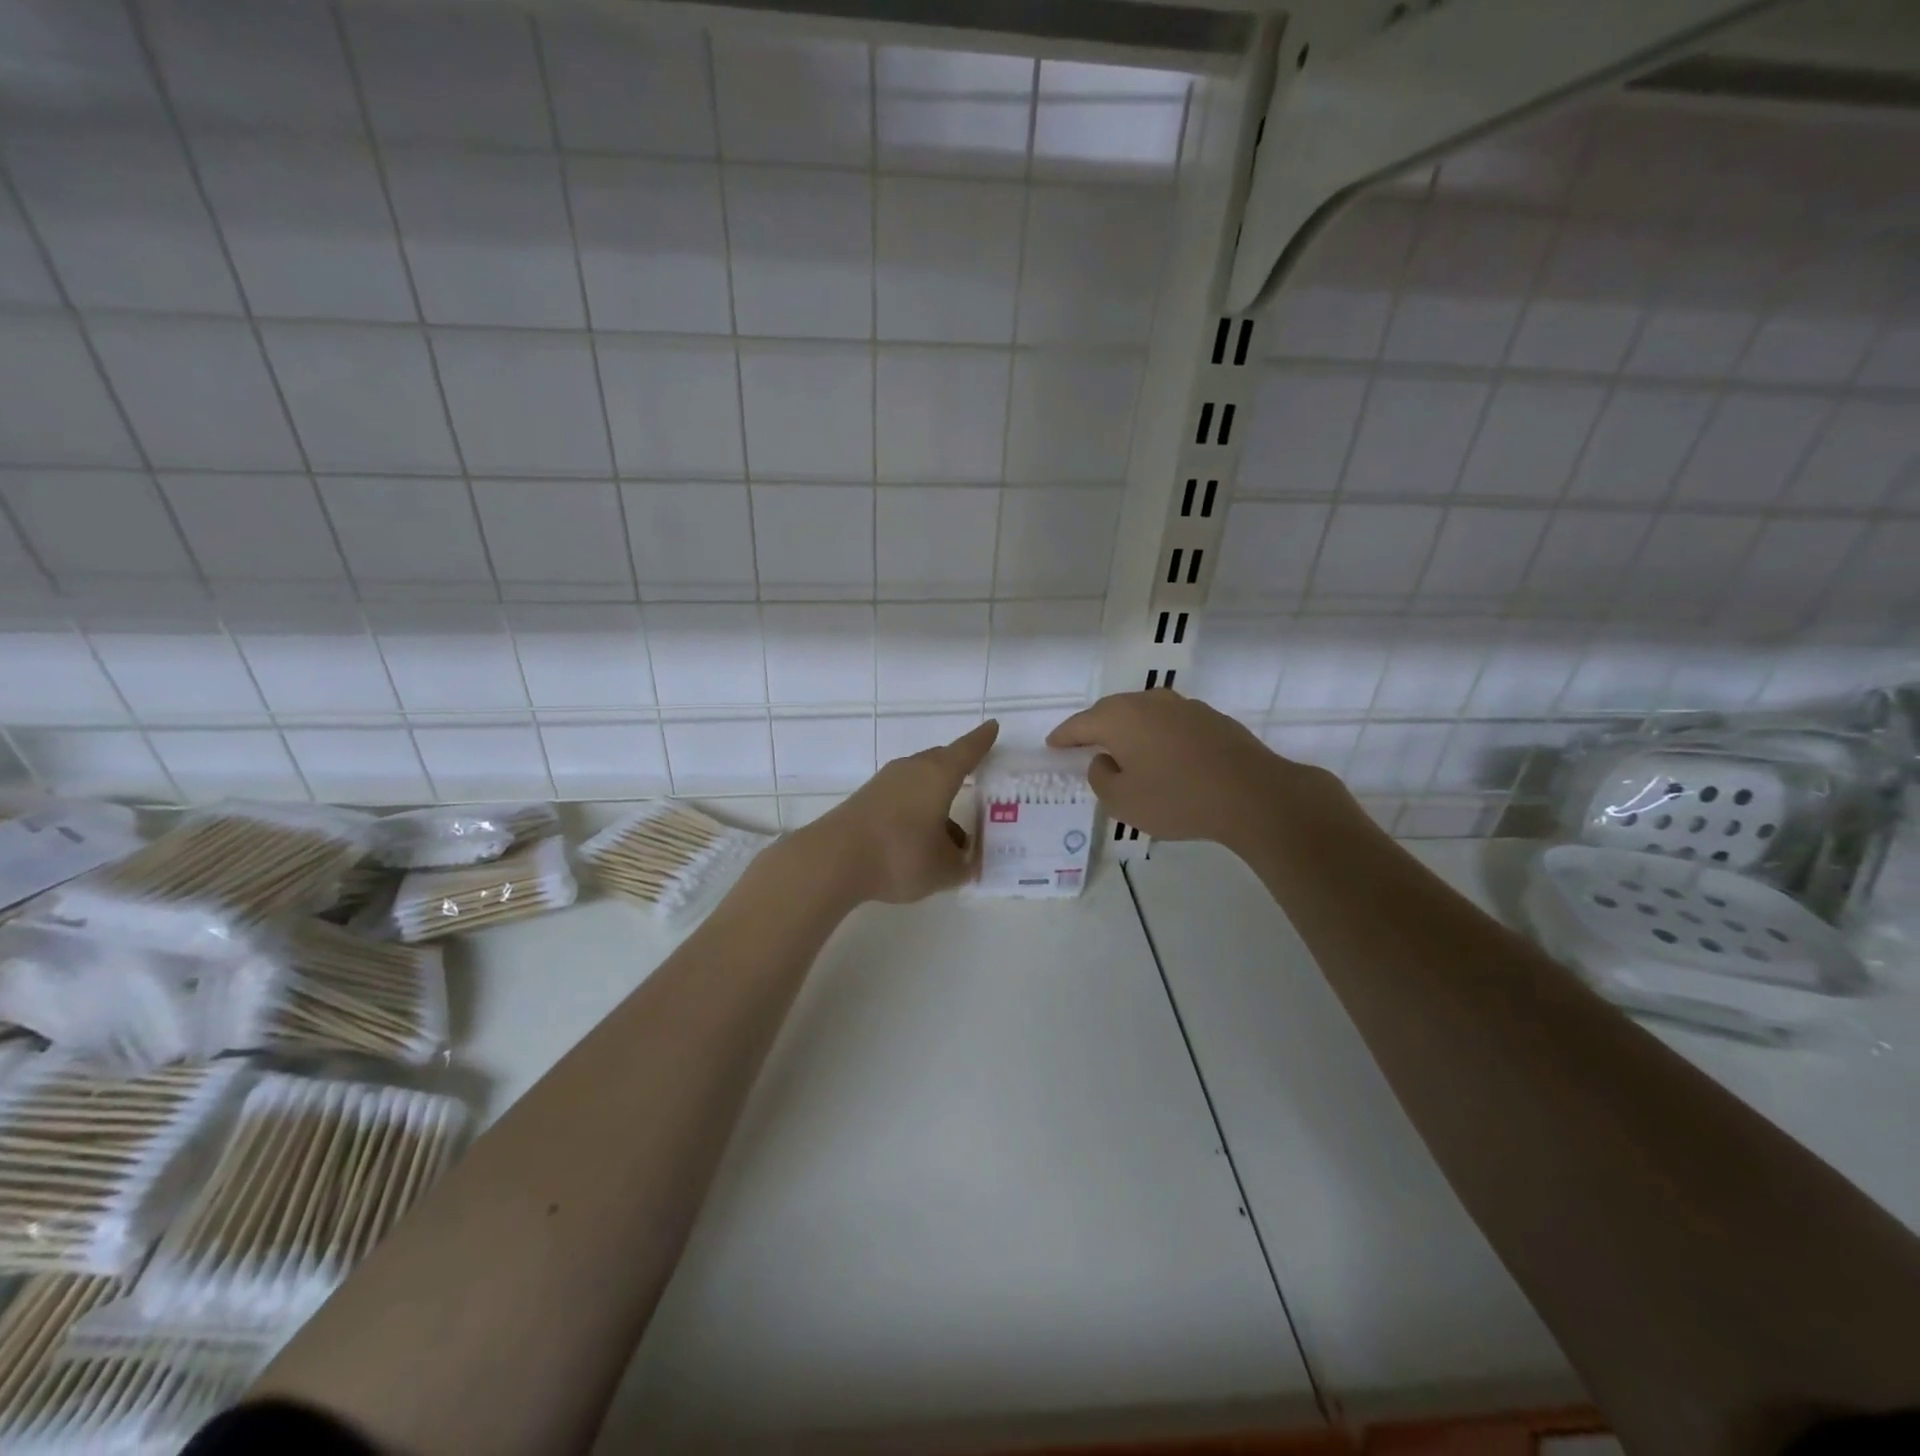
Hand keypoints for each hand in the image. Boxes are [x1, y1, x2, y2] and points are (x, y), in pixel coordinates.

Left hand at [802, 720, 999, 904]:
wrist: (834, 860)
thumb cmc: (900, 855)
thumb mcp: (943, 869)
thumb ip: (963, 865)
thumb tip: (968, 862)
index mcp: (938, 775)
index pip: (968, 750)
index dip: (983, 740)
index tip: (993, 727)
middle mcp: (912, 770)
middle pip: (942, 761)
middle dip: (959, 770)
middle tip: (976, 781)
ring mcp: (885, 783)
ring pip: (921, 783)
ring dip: (937, 800)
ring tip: (953, 834)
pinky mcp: (866, 799)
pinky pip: (902, 797)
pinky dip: (917, 810)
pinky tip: (920, 839)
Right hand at [1048, 691, 1348, 854]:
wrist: (1252, 794)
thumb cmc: (1177, 798)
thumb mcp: (1123, 801)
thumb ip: (1101, 778)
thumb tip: (1104, 760)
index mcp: (1120, 717)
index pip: (1080, 724)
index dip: (1063, 736)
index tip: (1051, 744)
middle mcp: (1148, 702)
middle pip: (1111, 711)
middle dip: (1095, 728)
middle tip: (1084, 746)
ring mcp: (1183, 706)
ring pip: (1143, 714)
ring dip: (1130, 730)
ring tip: (1124, 751)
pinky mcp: (1210, 718)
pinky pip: (1170, 723)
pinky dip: (1158, 736)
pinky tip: (1164, 756)